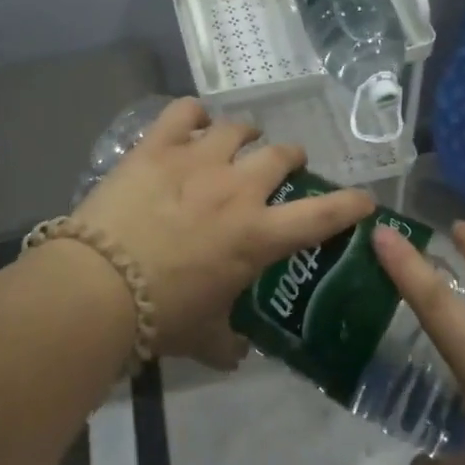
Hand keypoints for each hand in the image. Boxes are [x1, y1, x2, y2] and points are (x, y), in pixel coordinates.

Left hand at [75, 98, 374, 368]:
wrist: (99, 286)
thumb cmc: (161, 316)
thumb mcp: (204, 338)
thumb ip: (228, 342)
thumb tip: (236, 353)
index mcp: (258, 235)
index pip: (322, 215)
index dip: (351, 204)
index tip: (364, 198)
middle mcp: (237, 189)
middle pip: (281, 155)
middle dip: (291, 157)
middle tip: (286, 164)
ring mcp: (198, 160)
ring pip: (237, 128)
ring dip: (246, 133)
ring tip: (241, 139)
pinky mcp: (157, 147)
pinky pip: (183, 112)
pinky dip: (193, 113)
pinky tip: (193, 120)